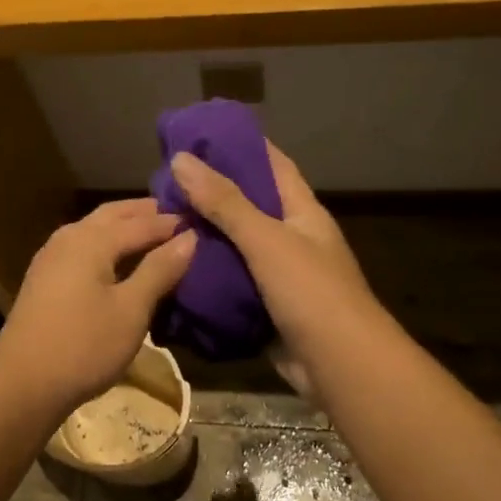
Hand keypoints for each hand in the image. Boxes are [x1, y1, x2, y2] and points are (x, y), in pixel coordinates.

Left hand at [0, 199, 196, 413]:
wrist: (22, 385)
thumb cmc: (83, 345)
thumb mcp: (131, 309)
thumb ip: (159, 269)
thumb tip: (189, 237)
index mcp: (91, 240)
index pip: (141, 223)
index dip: (171, 223)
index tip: (201, 220)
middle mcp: (69, 238)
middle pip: (112, 215)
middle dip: (144, 212)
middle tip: (176, 214)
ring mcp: (51, 258)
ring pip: (94, 229)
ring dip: (123, 226)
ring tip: (152, 232)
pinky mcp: (44, 280)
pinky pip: (83, 247)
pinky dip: (106, 244)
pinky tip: (117, 259)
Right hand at [169, 143, 376, 395]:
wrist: (340, 366)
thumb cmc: (311, 292)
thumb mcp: (266, 239)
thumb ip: (225, 202)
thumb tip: (182, 159)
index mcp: (301, 211)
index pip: (271, 163)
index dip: (239, 145)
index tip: (197, 135)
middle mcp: (291, 236)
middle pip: (247, 205)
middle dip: (210, 194)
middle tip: (163, 183)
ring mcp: (279, 274)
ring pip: (235, 246)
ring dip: (204, 236)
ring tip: (160, 222)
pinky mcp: (265, 306)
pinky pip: (231, 282)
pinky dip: (206, 275)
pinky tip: (173, 268)